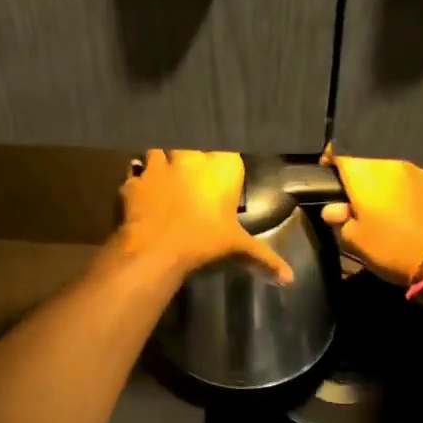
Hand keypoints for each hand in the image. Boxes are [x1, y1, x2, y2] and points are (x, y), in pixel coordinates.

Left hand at [116, 150, 292, 283]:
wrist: (155, 249)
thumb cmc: (204, 241)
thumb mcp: (238, 249)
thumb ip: (264, 259)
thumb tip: (290, 280)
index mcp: (221, 167)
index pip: (225, 149)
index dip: (221, 158)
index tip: (220, 167)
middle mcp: (190, 157)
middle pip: (189, 143)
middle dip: (189, 154)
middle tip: (191, 170)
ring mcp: (158, 165)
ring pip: (158, 149)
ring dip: (161, 160)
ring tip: (164, 175)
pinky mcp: (133, 179)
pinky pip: (134, 172)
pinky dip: (136, 179)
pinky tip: (139, 189)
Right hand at [320, 153, 422, 285]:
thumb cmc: (391, 248)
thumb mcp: (354, 241)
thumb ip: (339, 219)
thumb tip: (335, 210)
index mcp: (366, 173)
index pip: (340, 153)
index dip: (328, 161)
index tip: (324, 176)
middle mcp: (392, 164)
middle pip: (366, 162)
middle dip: (356, 178)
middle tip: (350, 200)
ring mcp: (418, 173)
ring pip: (389, 172)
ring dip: (380, 185)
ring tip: (378, 208)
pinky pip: (408, 183)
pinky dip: (400, 192)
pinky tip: (401, 213)